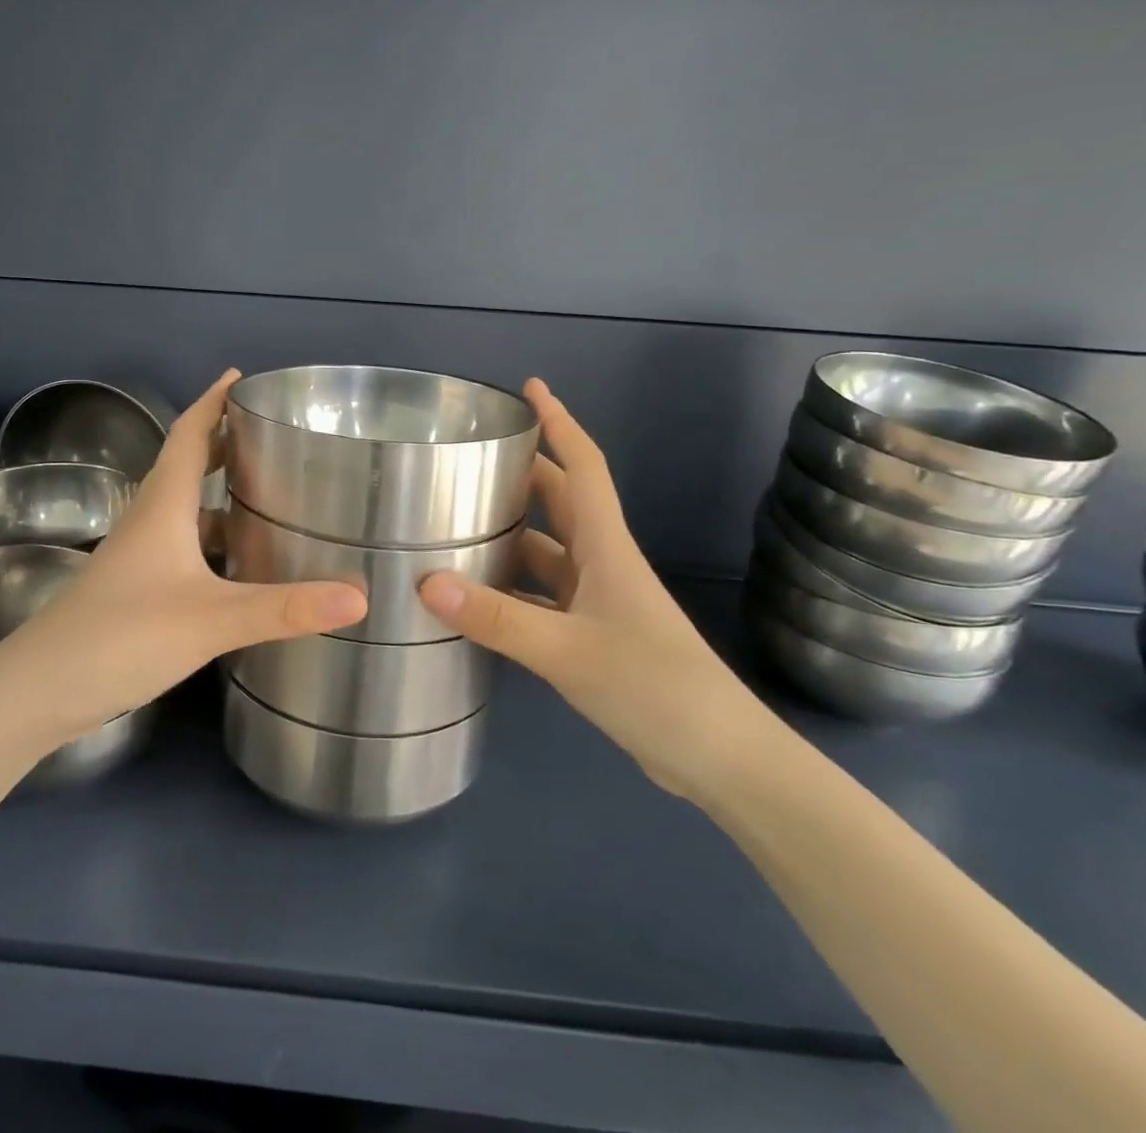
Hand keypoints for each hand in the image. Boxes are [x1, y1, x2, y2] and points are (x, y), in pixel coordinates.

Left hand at [11, 370, 367, 741]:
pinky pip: (185, 545)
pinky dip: (215, 539)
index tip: (241, 376)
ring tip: (271, 489)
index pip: (188, 434)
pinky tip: (244, 562)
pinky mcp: (139, 589)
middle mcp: (150, 521)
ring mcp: (140, 557)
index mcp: (163, 506)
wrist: (39, 691)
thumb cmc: (121, 636)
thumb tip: (360, 595)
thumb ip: (284, 609)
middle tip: (273, 432)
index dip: (213, 401)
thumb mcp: (211, 620)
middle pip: (187, 464)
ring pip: (186, 508)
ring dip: (221, 492)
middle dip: (224, 440)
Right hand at [418, 379, 774, 800]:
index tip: (532, 387)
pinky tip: (475, 598)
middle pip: (560, 501)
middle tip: (470, 457)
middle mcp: (602, 563)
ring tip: (455, 522)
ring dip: (510, 534)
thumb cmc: (654, 686)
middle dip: (523, 472)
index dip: (560, 422)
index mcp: (606, 547)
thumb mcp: (567, 650)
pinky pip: (542, 595)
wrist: (719, 758)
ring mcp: (598, 601)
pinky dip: (511, 588)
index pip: (583, 466)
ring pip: (547, 551)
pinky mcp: (592, 636)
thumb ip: (497, 618)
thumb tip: (426, 582)